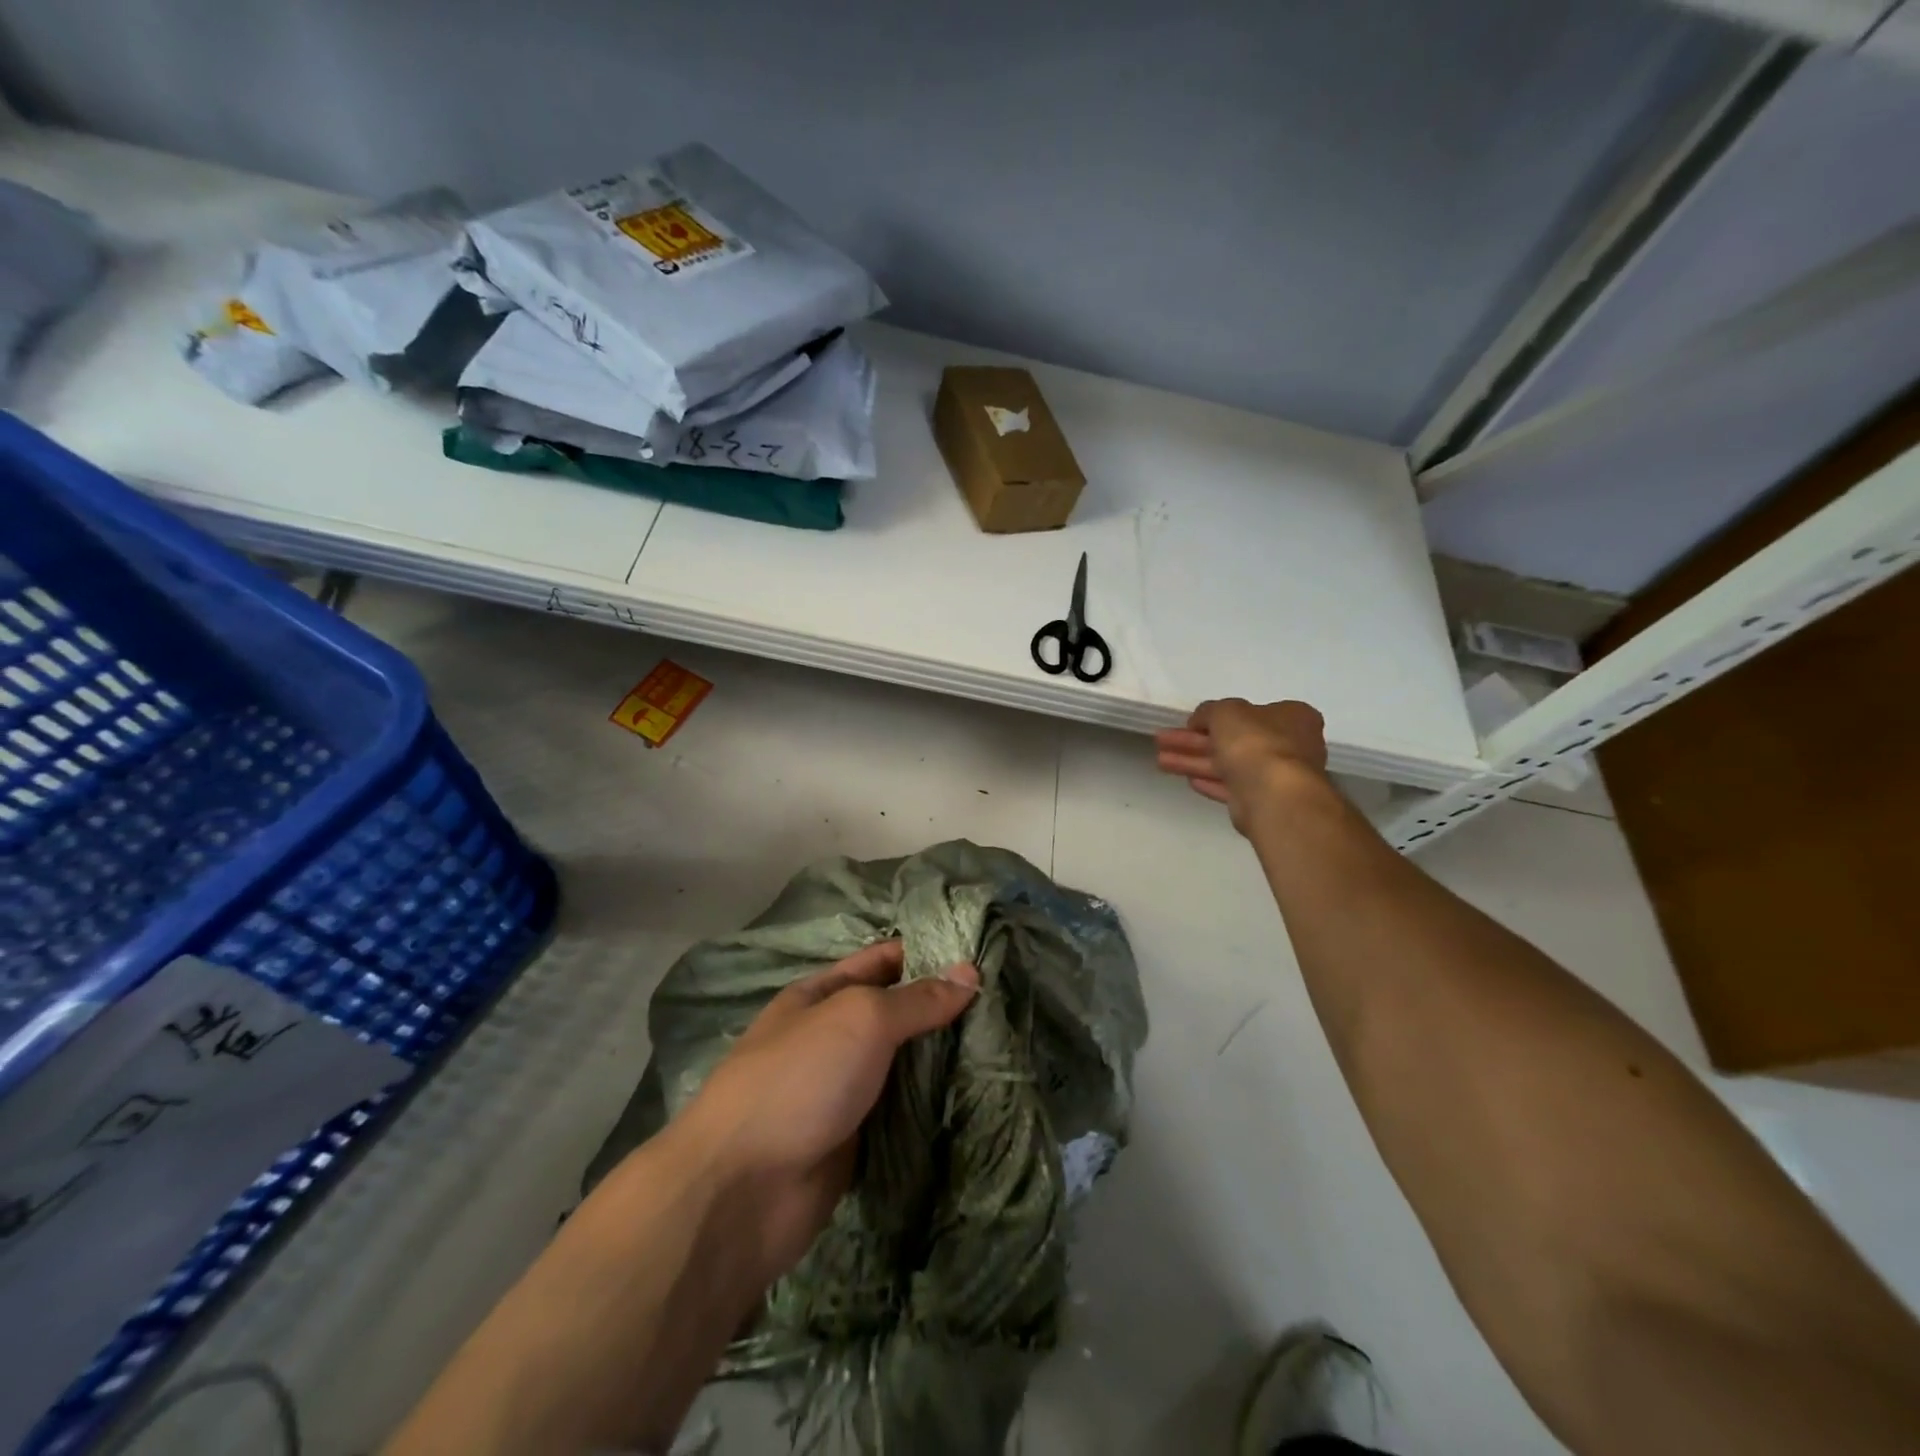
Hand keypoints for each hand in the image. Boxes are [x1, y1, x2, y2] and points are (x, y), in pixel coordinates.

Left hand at [674, 940, 978, 1285]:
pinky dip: (934, 1106)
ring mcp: (845, 1090)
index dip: (928, 953)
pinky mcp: (857, 1140)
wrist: (743, 1191)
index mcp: (823, 994)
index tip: (983, 955)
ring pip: (905, 1064)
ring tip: (1006, 1046)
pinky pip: (903, 1112)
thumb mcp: (860, 1019)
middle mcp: (834, 1037)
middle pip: (898, 1013)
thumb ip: (916, 999)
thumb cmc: (800, 1080)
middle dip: (944, 1009)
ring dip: (945, 1059)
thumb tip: (970, 973)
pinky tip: (979, 1097)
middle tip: (1006, 1003)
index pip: (884, 960)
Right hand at [1154, 698, 1328, 832]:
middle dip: (1194, 741)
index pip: (1249, 713)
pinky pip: (1231, 787)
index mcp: (1291, 717)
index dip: (1215, 717)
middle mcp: (1289, 745)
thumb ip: (1209, 711)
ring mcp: (1276, 776)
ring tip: (1160, 761)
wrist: (1272, 794)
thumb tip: (1200, 720)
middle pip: (1233, 740)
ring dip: (1194, 761)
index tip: (1189, 723)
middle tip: (1163, 740)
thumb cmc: (1255, 742)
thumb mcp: (1225, 711)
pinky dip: (1210, 781)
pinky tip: (1188, 780)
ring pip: (1228, 764)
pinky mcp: (1263, 801)